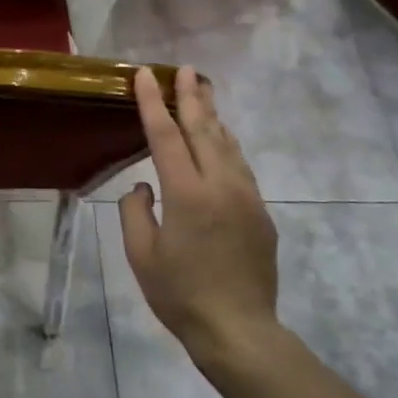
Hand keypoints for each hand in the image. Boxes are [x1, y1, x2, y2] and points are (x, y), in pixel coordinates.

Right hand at [118, 66, 285, 370]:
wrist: (238, 328)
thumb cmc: (179, 294)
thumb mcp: (140, 255)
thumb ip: (136, 211)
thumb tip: (143, 186)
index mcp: (187, 194)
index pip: (165, 136)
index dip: (153, 103)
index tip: (146, 75)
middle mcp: (221, 185)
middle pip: (204, 130)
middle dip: (193, 97)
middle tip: (186, 70)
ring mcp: (247, 197)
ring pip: (228, 145)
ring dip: (214, 117)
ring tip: (205, 93)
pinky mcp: (261, 213)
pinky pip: (241, 168)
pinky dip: (227, 146)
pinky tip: (222, 142)